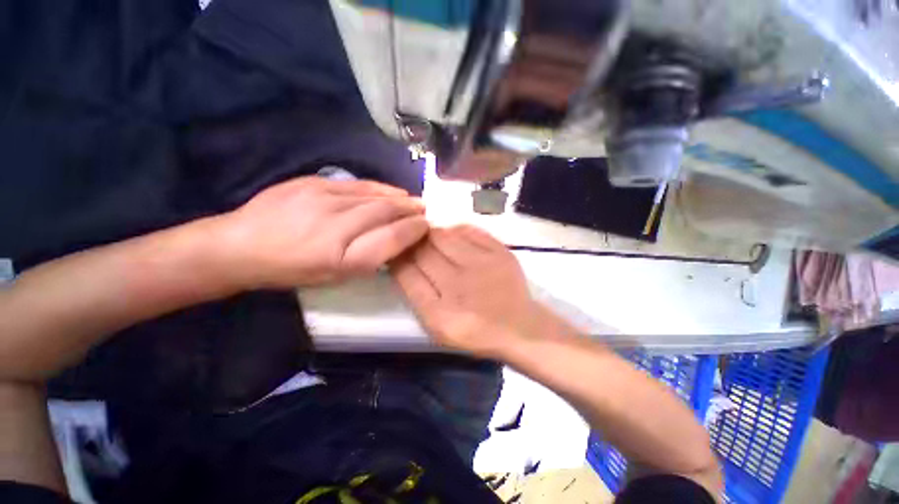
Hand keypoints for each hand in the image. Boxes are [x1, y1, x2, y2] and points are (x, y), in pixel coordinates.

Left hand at [217, 177, 427, 288]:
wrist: (242, 246)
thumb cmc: (293, 270)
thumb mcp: (336, 277)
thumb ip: (369, 258)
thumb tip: (398, 239)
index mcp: (341, 259)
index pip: (391, 238)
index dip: (413, 230)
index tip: (427, 226)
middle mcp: (335, 226)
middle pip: (386, 212)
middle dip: (411, 211)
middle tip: (426, 211)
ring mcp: (322, 200)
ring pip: (374, 196)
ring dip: (400, 198)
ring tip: (414, 201)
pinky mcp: (312, 183)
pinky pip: (357, 184)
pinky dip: (380, 188)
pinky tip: (391, 191)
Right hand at [391, 225, 570, 356]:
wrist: (519, 326)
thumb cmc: (474, 330)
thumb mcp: (437, 325)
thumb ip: (416, 294)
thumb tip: (400, 259)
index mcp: (440, 313)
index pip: (406, 273)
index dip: (396, 256)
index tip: (394, 249)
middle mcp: (460, 286)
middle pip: (423, 250)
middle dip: (411, 240)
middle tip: (410, 238)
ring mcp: (483, 265)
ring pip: (443, 235)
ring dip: (430, 232)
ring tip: (429, 234)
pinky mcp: (500, 252)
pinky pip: (467, 229)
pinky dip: (454, 229)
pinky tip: (452, 235)